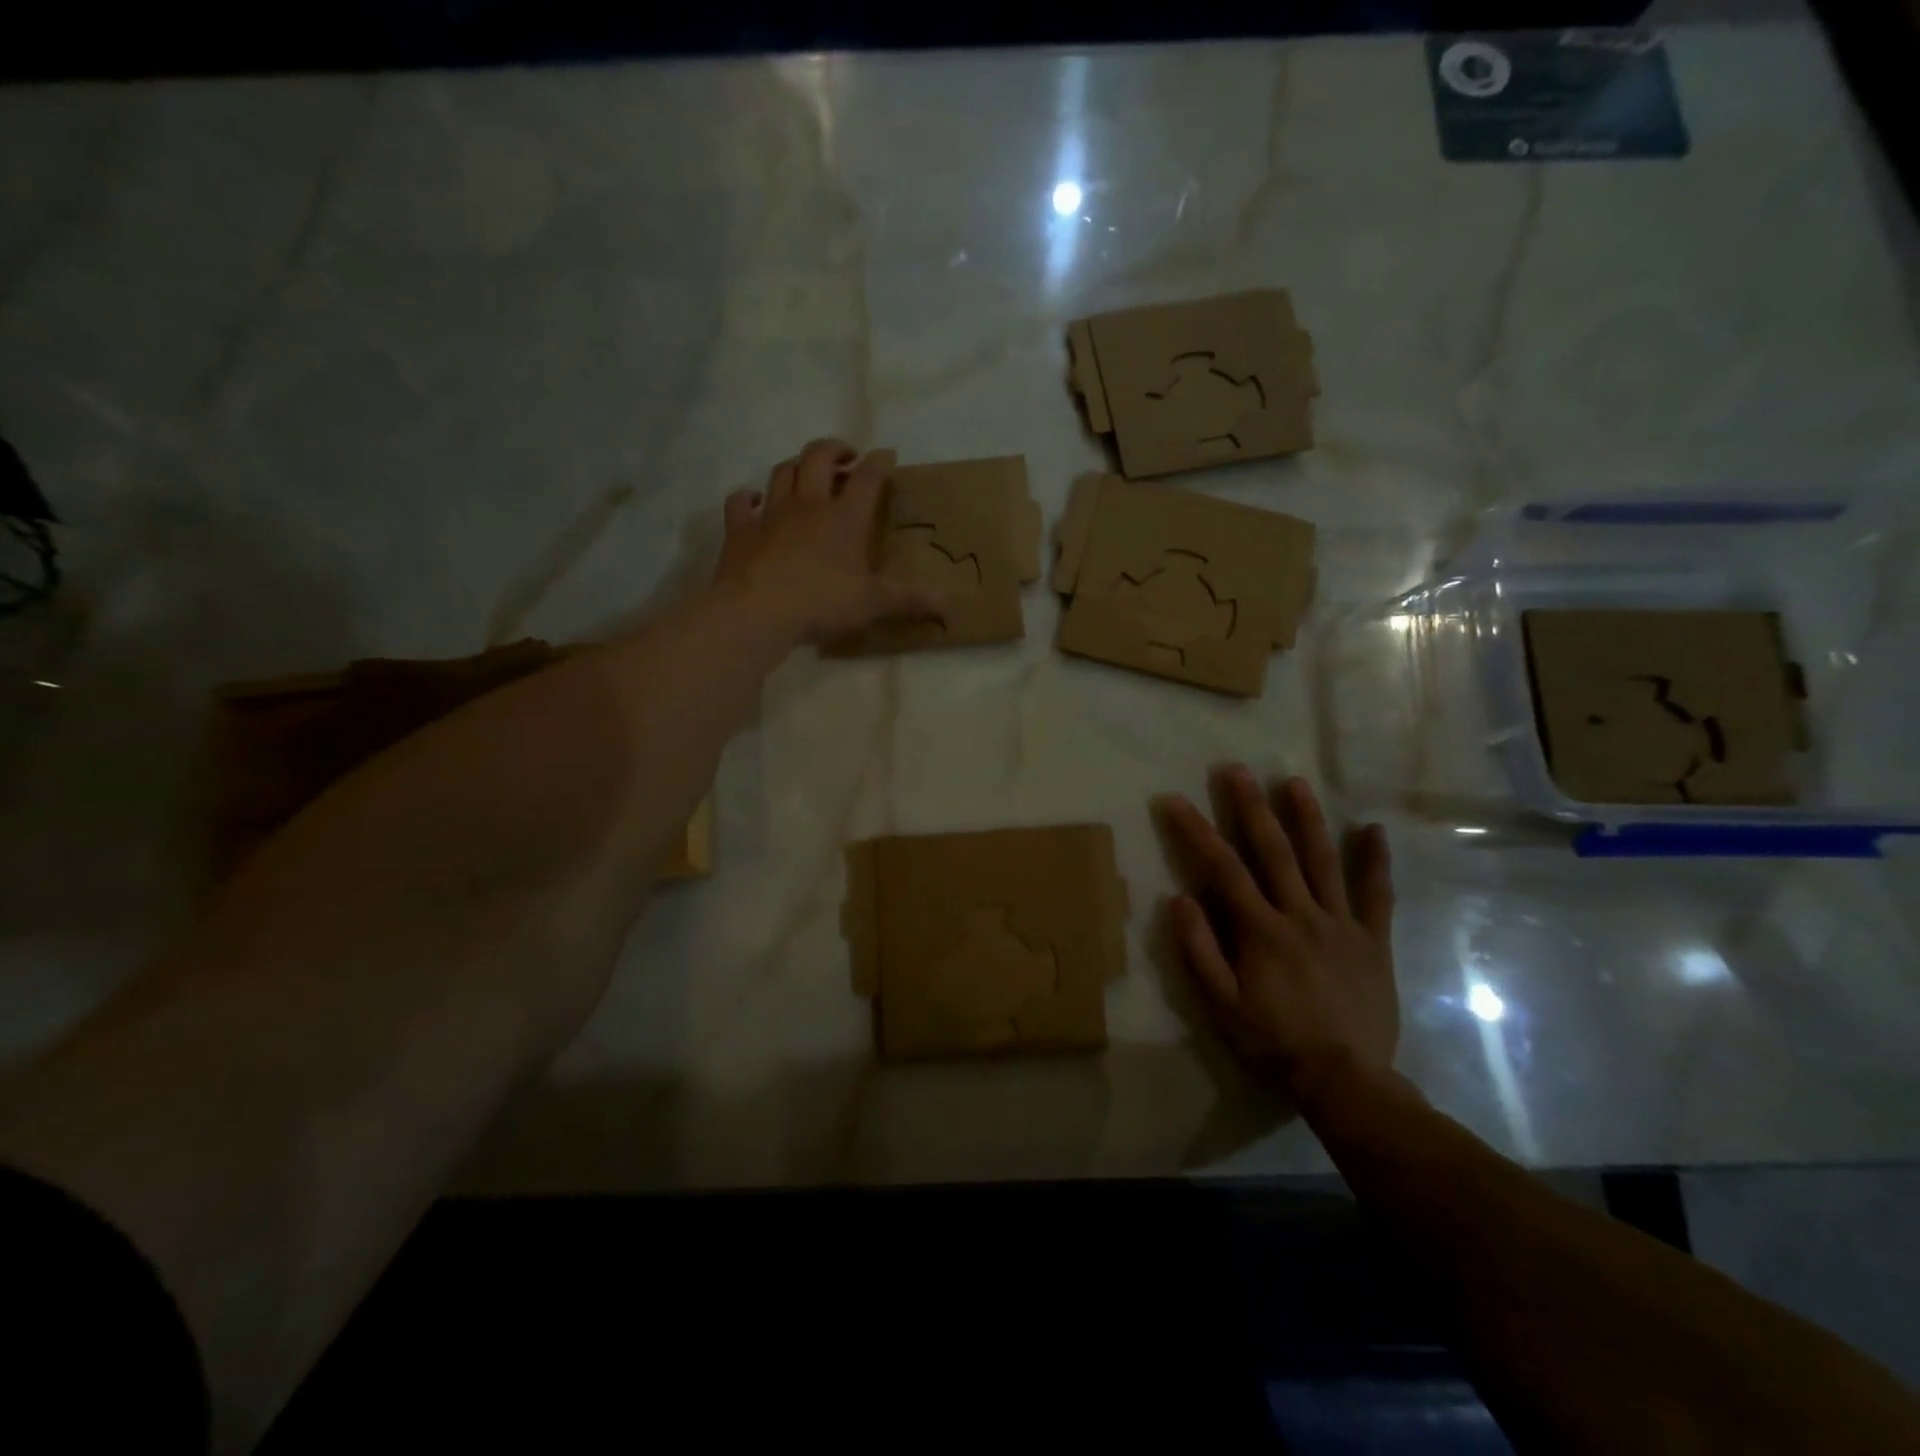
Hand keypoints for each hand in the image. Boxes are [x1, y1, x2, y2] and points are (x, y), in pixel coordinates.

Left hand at [714, 438, 945, 643]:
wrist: (757, 610)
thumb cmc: (822, 603)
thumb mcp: (874, 604)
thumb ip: (911, 601)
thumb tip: (950, 608)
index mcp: (844, 518)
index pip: (867, 478)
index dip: (879, 463)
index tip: (887, 456)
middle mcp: (808, 505)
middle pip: (818, 457)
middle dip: (834, 449)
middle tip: (845, 456)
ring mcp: (770, 514)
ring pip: (782, 471)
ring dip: (795, 465)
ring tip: (805, 472)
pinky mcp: (740, 530)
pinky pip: (740, 503)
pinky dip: (746, 498)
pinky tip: (752, 500)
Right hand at [1160, 765, 1397, 1098]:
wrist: (1346, 1081)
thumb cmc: (1274, 1043)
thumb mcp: (1222, 1005)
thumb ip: (1200, 950)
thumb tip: (1178, 899)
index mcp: (1261, 930)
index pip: (1222, 869)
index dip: (1195, 830)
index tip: (1174, 799)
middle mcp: (1301, 915)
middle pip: (1273, 851)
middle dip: (1251, 806)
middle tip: (1236, 769)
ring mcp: (1342, 925)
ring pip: (1323, 861)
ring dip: (1307, 819)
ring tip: (1295, 782)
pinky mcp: (1373, 941)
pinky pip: (1377, 896)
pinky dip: (1375, 861)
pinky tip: (1373, 829)